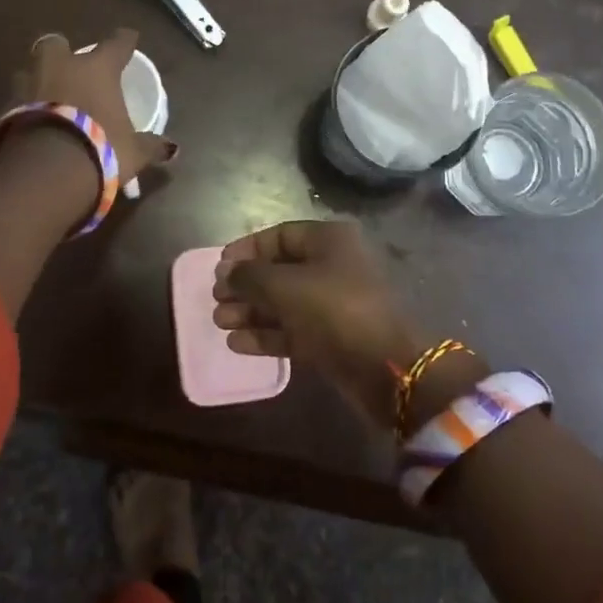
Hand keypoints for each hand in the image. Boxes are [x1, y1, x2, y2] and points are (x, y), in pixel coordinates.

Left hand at [8, 28, 176, 181]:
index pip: (115, 44)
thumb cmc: (101, 150)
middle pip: (55, 45)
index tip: (129, 37)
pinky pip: (16, 103)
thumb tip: (171, 148)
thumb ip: (150, 146)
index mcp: (97, 69)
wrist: (46, 172)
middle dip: (61, 52)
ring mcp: (28, 86)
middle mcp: (60, 68)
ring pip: (29, 71)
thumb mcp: (133, 152)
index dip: (124, 40)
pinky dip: (23, 110)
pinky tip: (32, 125)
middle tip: (70, 66)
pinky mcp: (4, 111)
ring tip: (47, 96)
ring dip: (37, 80)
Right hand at [213, 221, 433, 426]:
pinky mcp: (333, 338)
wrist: (386, 367)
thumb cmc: (334, 310)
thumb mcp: (285, 286)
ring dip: (251, 311)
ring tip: (220, 322)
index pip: (280, 235)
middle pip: (280, 270)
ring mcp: (334, 304)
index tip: (219, 267)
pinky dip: (267, 334)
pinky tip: (237, 343)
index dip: (247, 249)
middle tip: (216, 299)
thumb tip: (228, 273)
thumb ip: (250, 276)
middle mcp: (333, 266)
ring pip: (285, 302)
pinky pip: (294, 329)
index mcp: (329, 240)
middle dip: (246, 285)